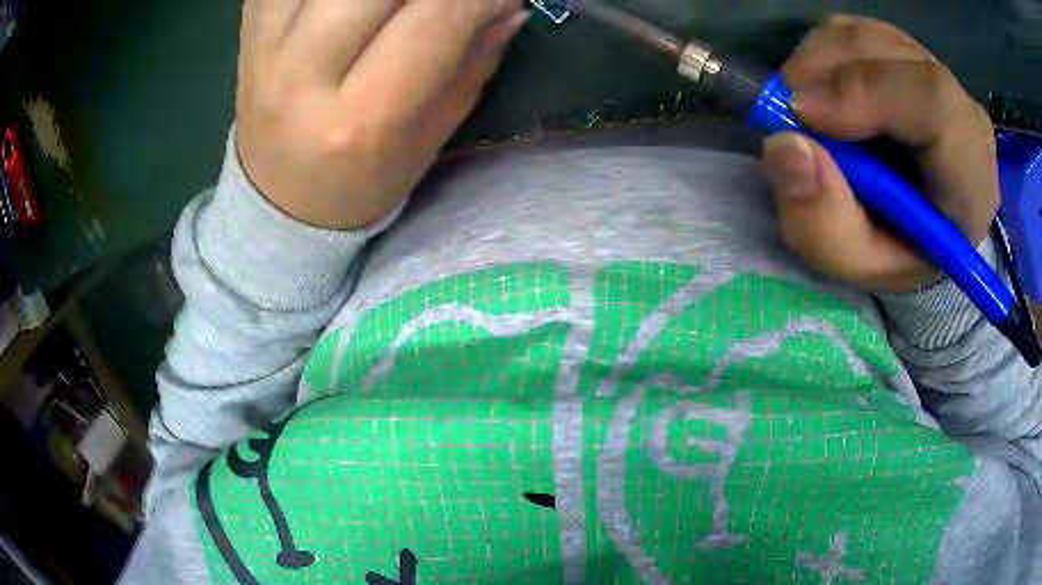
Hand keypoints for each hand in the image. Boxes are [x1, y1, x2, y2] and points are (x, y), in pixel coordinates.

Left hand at [235, 0, 527, 229]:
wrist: (278, 197)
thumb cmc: (360, 179)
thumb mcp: (431, 135)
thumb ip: (474, 59)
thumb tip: (510, 1)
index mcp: (358, 119)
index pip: (436, 15)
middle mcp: (302, 75)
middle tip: (444, 1)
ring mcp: (263, 45)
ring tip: (396, 8)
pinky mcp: (248, 26)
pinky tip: (347, 5)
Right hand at [760, 15, 998, 292]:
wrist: (915, 229)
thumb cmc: (893, 252)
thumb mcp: (855, 263)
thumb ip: (824, 223)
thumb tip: (784, 146)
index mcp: (970, 179)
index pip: (934, 103)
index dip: (864, 91)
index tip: (801, 115)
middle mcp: (962, 112)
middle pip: (891, 54)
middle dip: (826, 71)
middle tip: (787, 111)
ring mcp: (935, 72)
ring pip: (865, 35)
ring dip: (818, 63)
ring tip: (806, 111)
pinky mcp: (908, 54)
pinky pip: (855, 32)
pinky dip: (824, 56)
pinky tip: (823, 94)